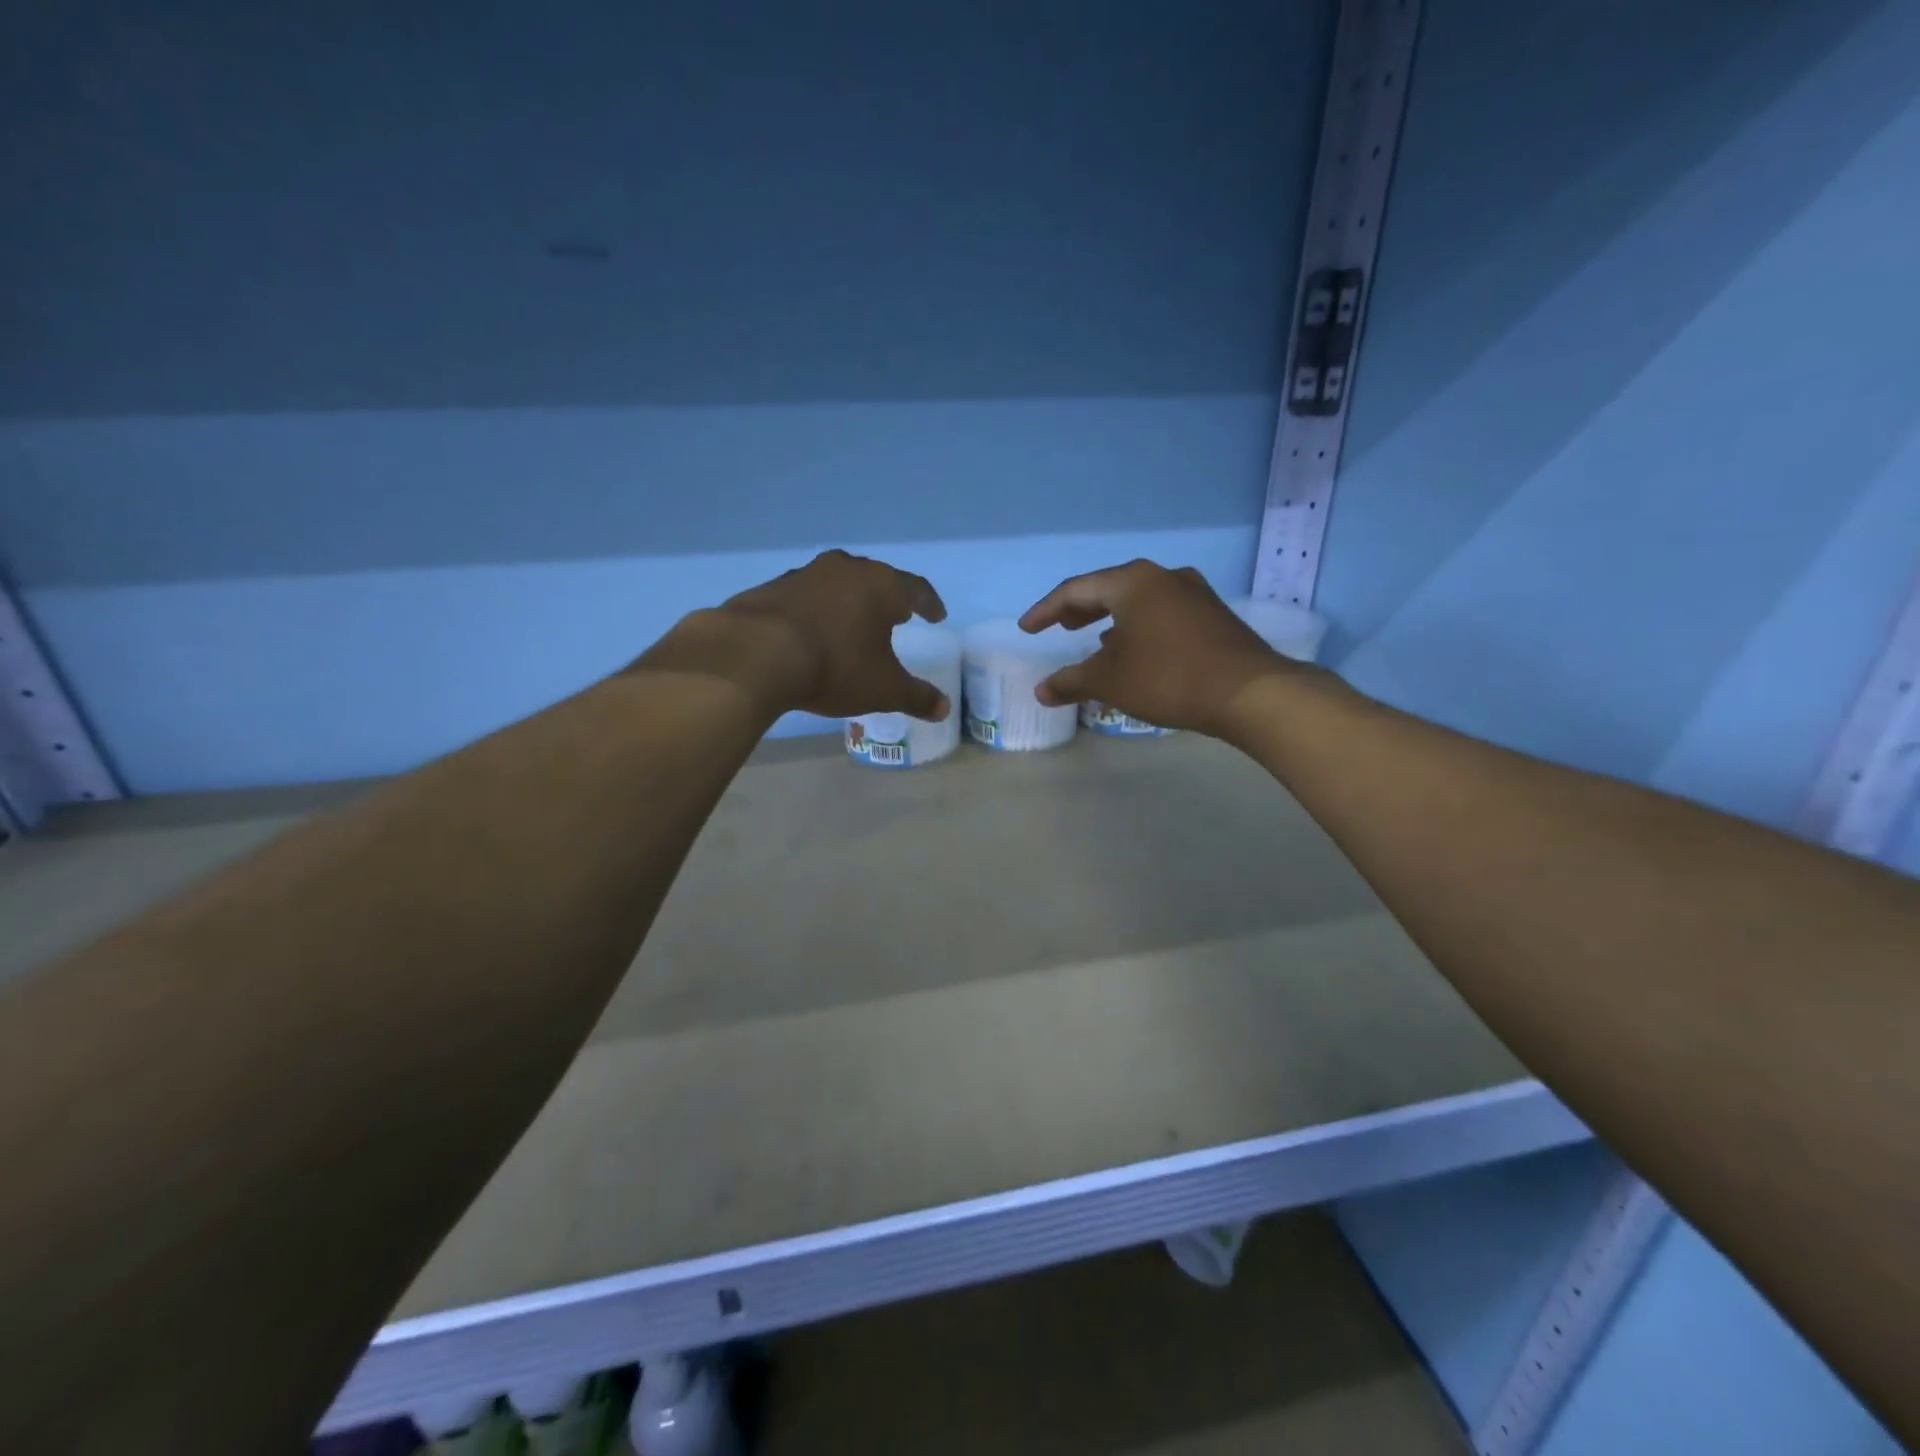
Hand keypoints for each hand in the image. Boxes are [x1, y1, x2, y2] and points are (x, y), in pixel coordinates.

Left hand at [639, 550, 950, 721]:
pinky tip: (812, 631)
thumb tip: (944, 708)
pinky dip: (816, 610)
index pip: (915, 589)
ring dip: (849, 600)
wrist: (756, 653)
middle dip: (887, 598)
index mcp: (881, 586)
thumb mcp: (883, 689)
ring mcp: (805, 574)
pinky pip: (805, 596)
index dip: (929, 603)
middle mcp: (846, 569)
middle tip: (896, 615)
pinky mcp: (772, 587)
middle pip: (875, 579)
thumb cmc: (835, 666)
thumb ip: (916, 697)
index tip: (936, 616)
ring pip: (838, 583)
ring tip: (853, 622)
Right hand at [1018, 560, 1292, 736]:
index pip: (1076, 590)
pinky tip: (1139, 651)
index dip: (1046, 610)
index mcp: (1132, 582)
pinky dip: (1140, 627)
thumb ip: (1071, 681)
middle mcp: (1163, 576)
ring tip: (1096, 641)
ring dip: (1112, 619)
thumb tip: (1040, 690)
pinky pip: (1163, 613)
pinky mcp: (1213, 614)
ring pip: (1139, 601)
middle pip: (1110, 588)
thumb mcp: (1109, 681)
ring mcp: (1193, 593)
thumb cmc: (1167, 677)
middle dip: (1080, 610)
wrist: (1248, 692)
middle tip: (1060, 627)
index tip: (1027, 629)